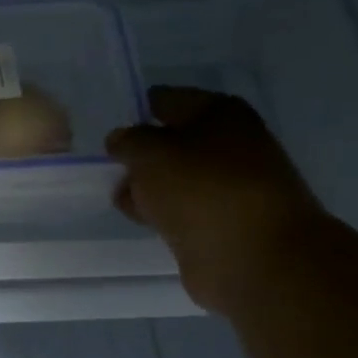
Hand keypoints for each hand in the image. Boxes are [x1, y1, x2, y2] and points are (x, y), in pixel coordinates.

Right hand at [106, 86, 327, 315]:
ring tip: (116, 194)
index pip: (167, 100)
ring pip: (174, 177)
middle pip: (171, 140)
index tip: (106, 126)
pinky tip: (140, 217)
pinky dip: (161, 211)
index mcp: (219, 113)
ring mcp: (226, 185)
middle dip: (140, 152)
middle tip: (104, 163)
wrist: (253, 257)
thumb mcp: (151, 155)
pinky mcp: (220, 222)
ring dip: (147, 184)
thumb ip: (129, 142)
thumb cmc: (202, 191)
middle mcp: (228, 143)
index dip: (135, 110)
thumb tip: (120, 140)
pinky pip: (180, 208)